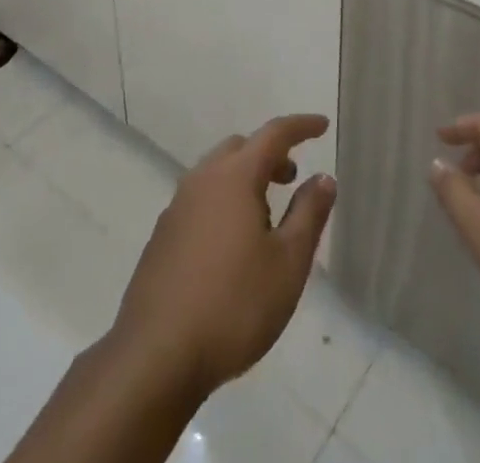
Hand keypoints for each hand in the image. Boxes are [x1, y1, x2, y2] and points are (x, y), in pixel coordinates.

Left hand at [108, 115, 336, 397]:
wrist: (156, 355)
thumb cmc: (234, 305)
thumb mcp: (287, 264)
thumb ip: (308, 214)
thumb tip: (323, 177)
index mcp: (234, 176)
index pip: (273, 134)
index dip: (301, 126)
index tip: (322, 125)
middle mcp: (202, 179)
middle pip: (240, 148)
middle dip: (269, 154)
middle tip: (292, 178)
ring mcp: (177, 206)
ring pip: (217, 173)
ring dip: (245, 179)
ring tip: (266, 217)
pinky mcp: (163, 236)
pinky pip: (200, 200)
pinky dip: (223, 202)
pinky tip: (232, 246)